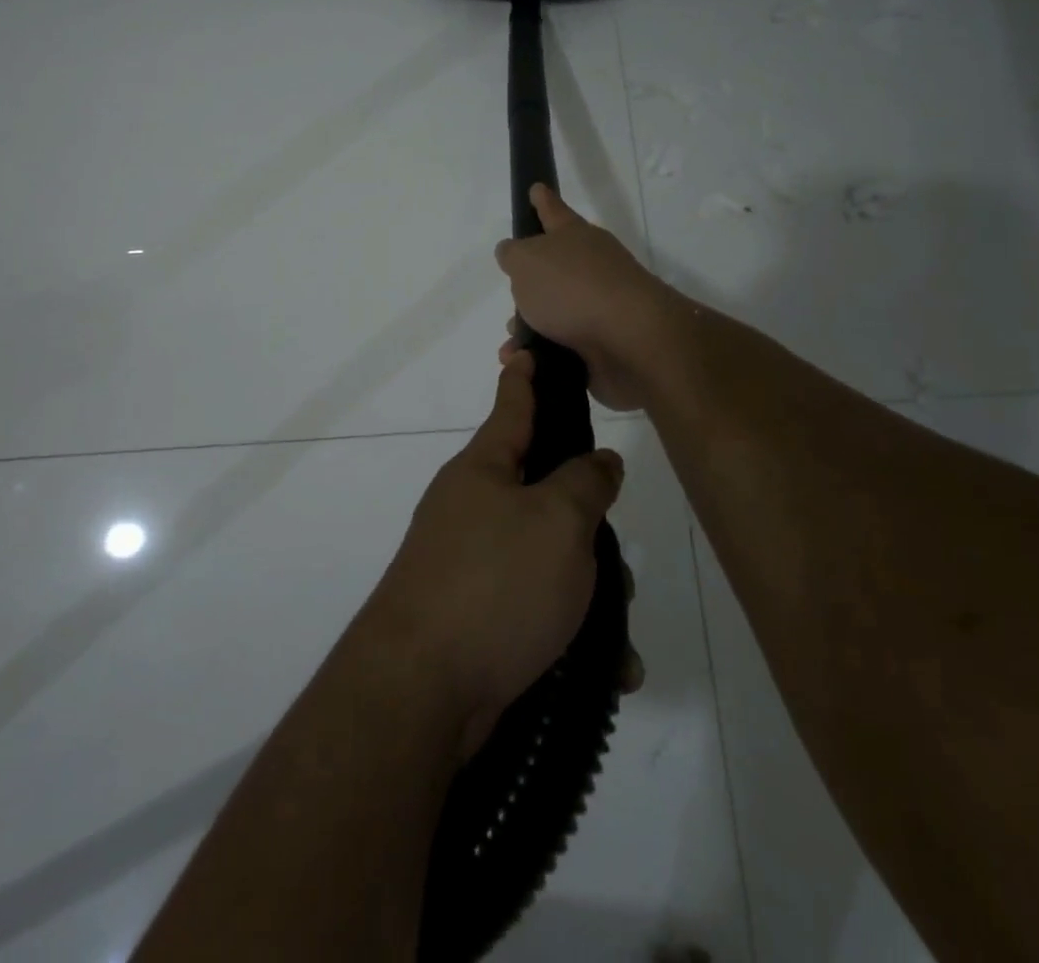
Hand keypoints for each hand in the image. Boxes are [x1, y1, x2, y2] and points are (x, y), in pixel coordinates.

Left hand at [360, 351, 627, 758]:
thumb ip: (585, 483)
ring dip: (588, 589)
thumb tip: (598, 461)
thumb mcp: (556, 522)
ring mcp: (468, 562)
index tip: (525, 350)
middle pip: (542, 492)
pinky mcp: (474, 614)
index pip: (511, 407)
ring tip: (617, 631)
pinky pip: (535, 608)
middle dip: (586, 522)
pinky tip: (606, 668)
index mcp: (484, 469)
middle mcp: (471, 507)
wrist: (420, 688)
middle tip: (618, 551)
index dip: (524, 378)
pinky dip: (572, 632)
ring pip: (546, 556)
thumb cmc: (494, 583)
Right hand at [496, 184, 674, 410]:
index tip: (536, 188)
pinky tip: (526, 362)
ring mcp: (600, 306)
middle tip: (512, 292)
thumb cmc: (573, 289)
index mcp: (574, 237)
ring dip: (530, 326)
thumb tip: (512, 253)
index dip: (542, 201)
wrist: (631, 341)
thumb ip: (513, 255)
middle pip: (554, 267)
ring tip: (511, 343)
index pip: (553, 211)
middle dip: (529, 283)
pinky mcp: (603, 343)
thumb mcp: (526, 262)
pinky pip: (562, 346)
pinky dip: (541, 353)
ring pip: (555, 312)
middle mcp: (591, 266)